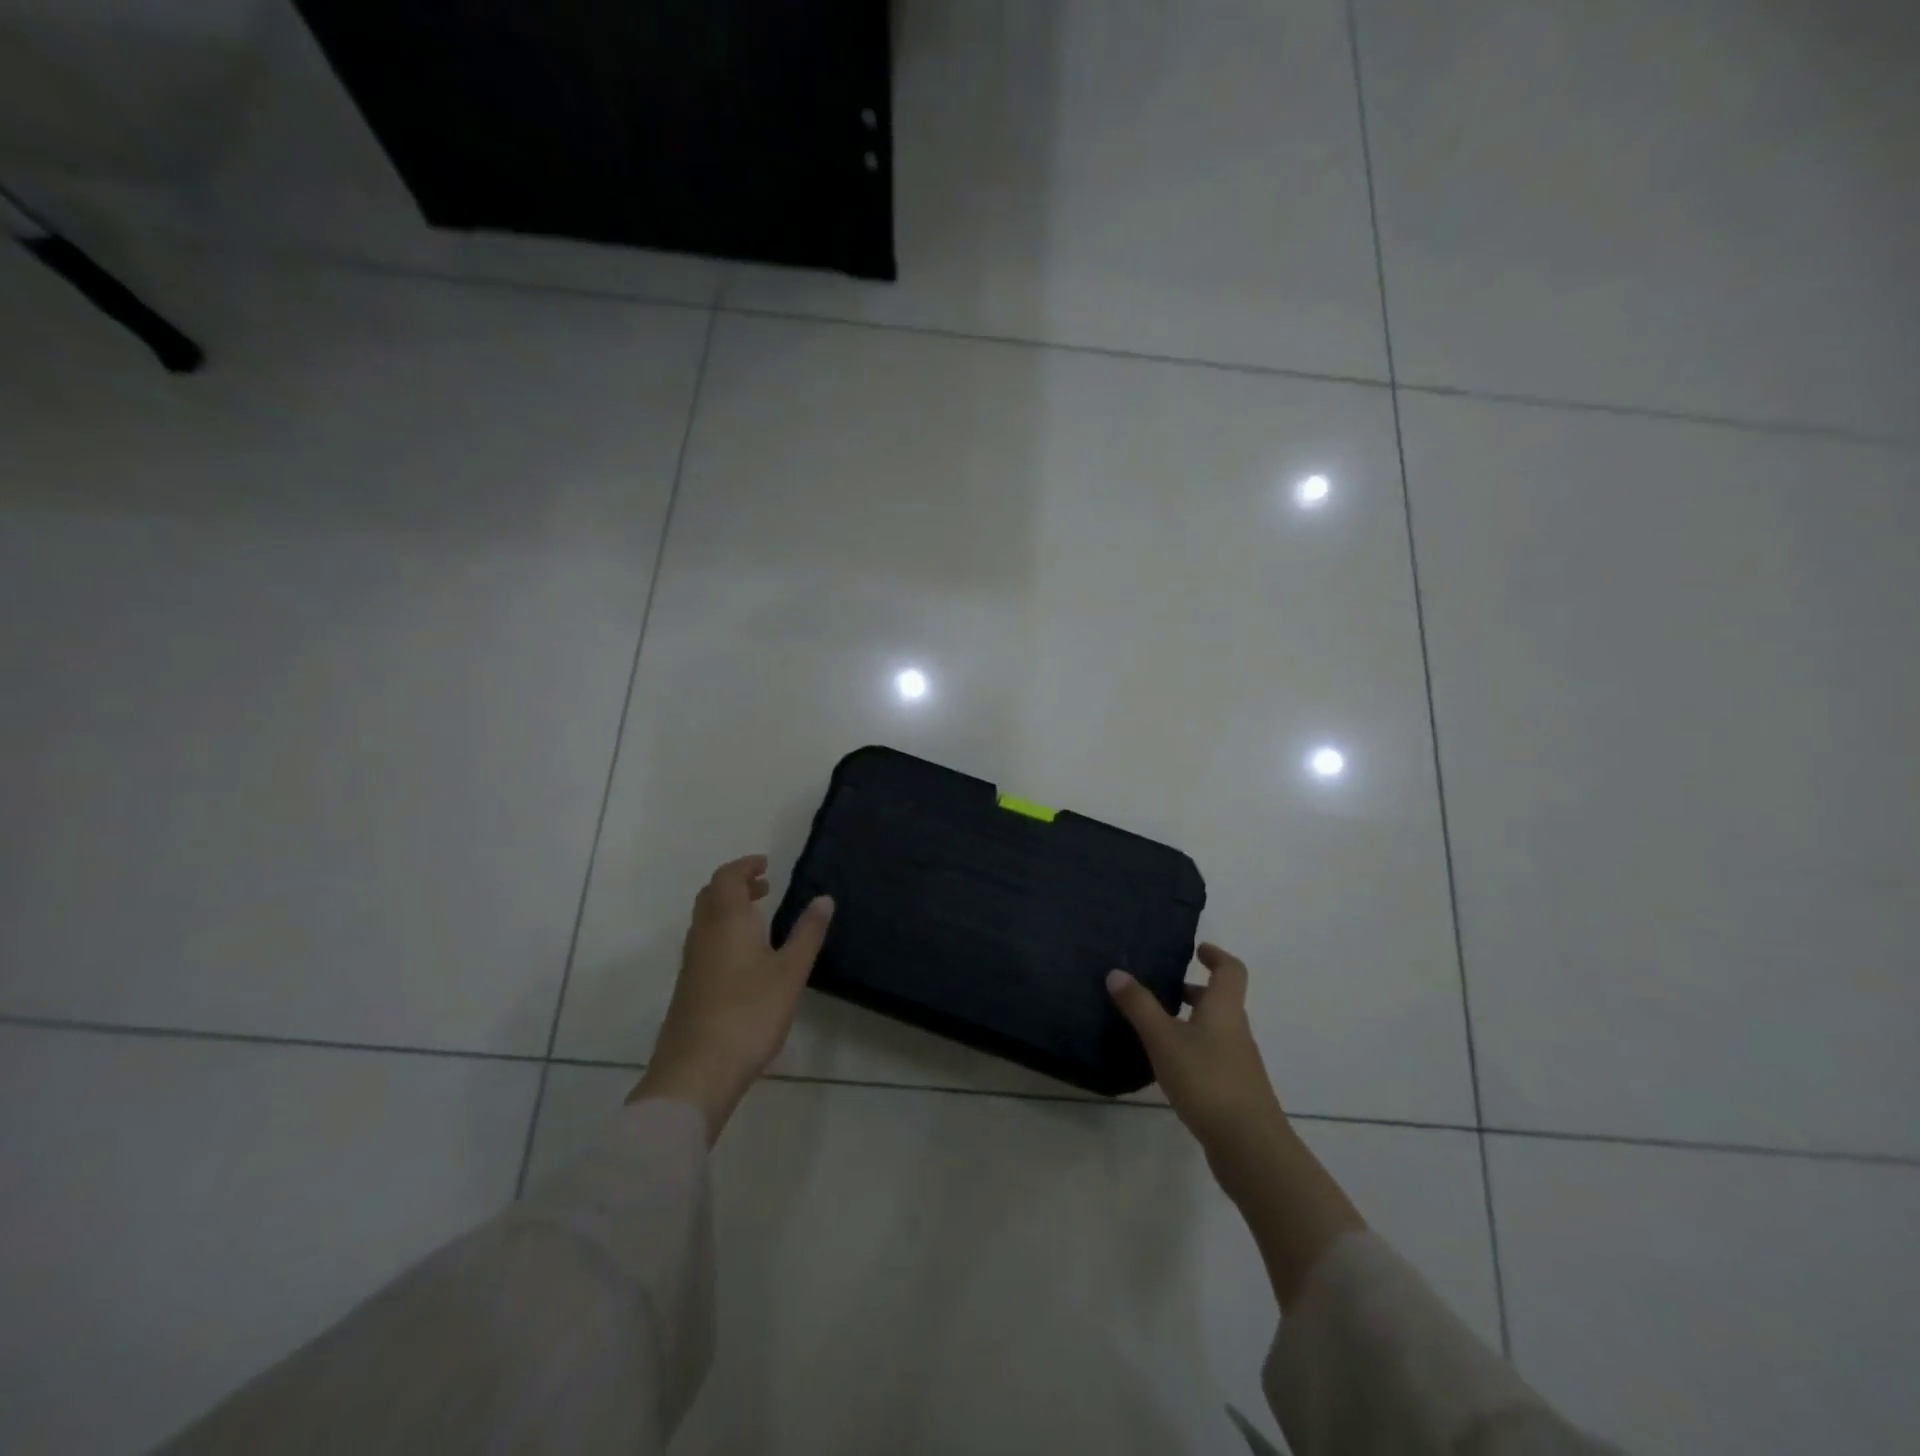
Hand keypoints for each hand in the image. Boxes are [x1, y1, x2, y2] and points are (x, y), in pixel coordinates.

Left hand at [629, 855, 834, 1142]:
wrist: (696, 1070)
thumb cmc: (749, 1013)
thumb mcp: (790, 971)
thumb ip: (807, 933)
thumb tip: (824, 898)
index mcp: (726, 921)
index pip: (727, 878)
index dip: (745, 866)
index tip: (766, 865)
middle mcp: (703, 934)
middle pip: (711, 895)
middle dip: (736, 885)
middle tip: (764, 887)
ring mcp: (692, 962)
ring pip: (705, 920)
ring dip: (728, 909)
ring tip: (759, 917)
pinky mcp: (688, 987)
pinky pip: (704, 942)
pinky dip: (723, 932)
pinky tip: (745, 957)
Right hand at [1107, 944, 1288, 1179]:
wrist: (1250, 1148)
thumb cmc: (1207, 1081)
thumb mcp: (1164, 1039)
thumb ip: (1139, 1006)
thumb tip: (1116, 972)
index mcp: (1224, 1010)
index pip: (1231, 970)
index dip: (1216, 955)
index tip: (1197, 949)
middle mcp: (1235, 1031)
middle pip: (1220, 1000)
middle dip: (1193, 991)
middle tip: (1161, 987)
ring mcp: (1237, 1063)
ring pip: (1214, 1030)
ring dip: (1189, 1021)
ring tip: (1154, 1026)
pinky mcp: (1233, 1091)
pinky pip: (1211, 1056)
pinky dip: (1191, 1050)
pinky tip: (1166, 1066)